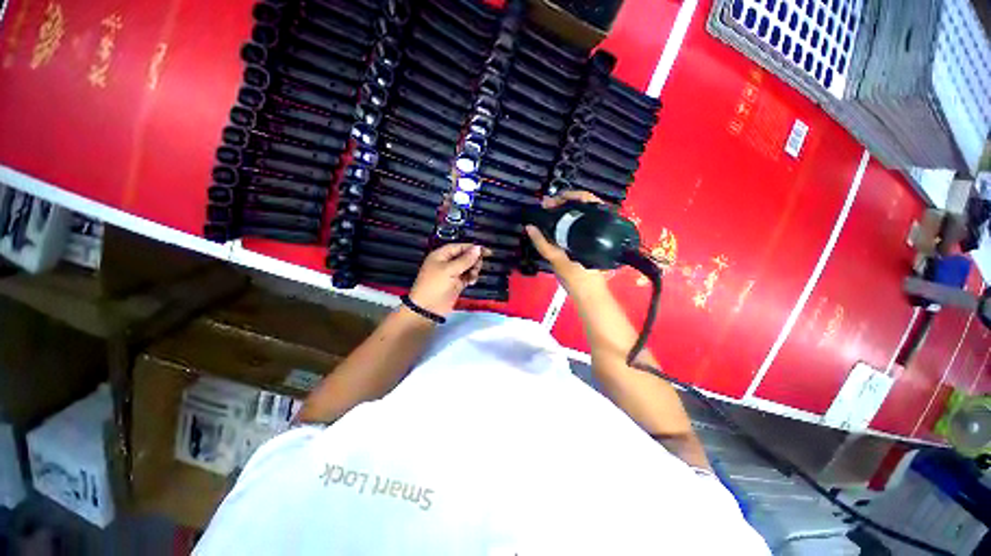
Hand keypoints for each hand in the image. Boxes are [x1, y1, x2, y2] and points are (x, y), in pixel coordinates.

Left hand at [408, 243, 484, 316]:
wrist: (428, 309)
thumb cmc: (435, 285)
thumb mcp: (450, 270)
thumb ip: (465, 259)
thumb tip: (478, 248)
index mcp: (441, 255)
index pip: (460, 247)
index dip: (472, 248)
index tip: (486, 251)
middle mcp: (447, 262)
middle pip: (465, 256)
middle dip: (473, 260)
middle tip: (478, 267)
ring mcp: (452, 274)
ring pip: (468, 267)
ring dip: (473, 270)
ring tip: (473, 276)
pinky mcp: (456, 283)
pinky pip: (467, 276)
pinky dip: (471, 277)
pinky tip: (472, 282)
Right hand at [524, 190, 607, 292]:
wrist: (588, 293)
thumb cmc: (576, 277)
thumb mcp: (556, 259)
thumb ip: (542, 243)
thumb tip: (529, 227)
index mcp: (594, 228)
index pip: (585, 200)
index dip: (568, 196)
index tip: (551, 201)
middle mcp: (598, 227)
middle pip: (582, 205)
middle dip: (564, 203)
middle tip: (547, 206)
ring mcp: (595, 235)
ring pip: (580, 214)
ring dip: (565, 211)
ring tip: (549, 212)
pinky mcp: (590, 242)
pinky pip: (578, 225)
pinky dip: (567, 221)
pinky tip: (557, 223)